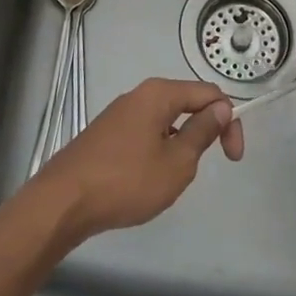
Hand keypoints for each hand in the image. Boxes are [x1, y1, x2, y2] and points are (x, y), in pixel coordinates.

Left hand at [30, 78, 242, 244]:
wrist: (63, 202)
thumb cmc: (126, 181)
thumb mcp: (176, 162)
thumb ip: (202, 132)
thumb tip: (221, 108)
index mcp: (159, 94)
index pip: (209, 94)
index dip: (229, 121)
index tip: (233, 158)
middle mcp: (139, 95)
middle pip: (186, 102)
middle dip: (205, 131)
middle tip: (204, 168)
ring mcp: (120, 114)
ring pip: (165, 121)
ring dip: (180, 144)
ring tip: (172, 179)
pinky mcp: (107, 133)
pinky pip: (145, 133)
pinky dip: (158, 150)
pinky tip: (147, 180)